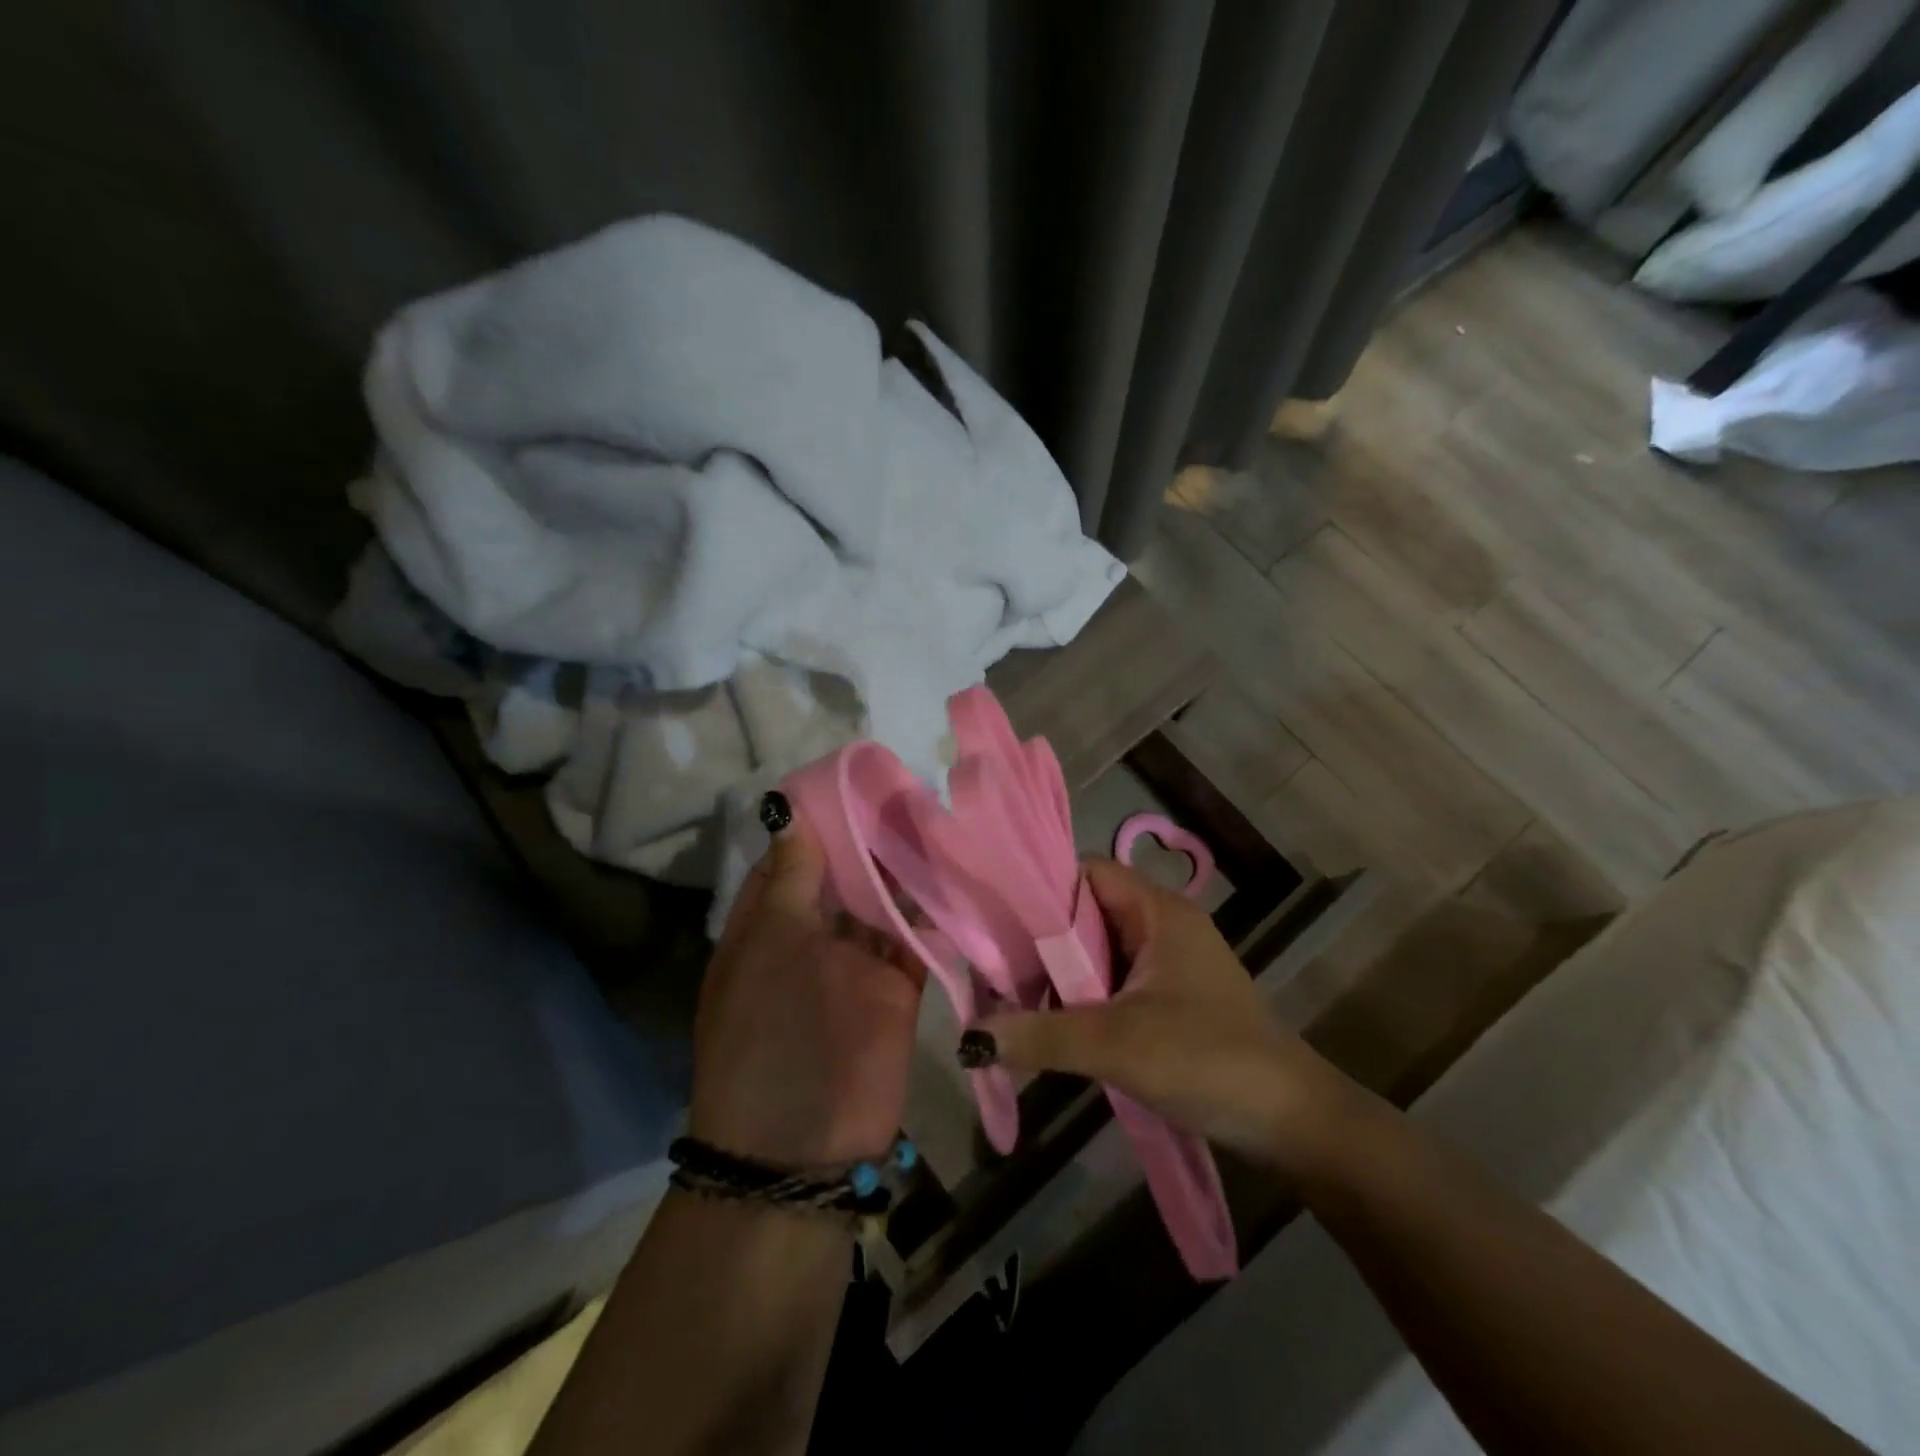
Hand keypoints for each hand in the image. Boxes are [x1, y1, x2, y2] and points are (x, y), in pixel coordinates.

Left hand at [688, 793, 925, 1168]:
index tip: (855, 776)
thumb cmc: (767, 1034)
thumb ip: (793, 879)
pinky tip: (955, 865)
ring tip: (938, 811)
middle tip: (910, 782)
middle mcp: (810, 935)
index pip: (793, 856)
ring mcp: (855, 961)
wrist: (800, 1146)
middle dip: (870, 837)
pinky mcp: (897, 986)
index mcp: (766, 923)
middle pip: (842, 875)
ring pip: (882, 901)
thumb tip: (788, 810)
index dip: (819, 818)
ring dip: (903, 866)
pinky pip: (915, 936)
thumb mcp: (770, 947)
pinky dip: (931, 906)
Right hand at [971, 859, 1373, 1177]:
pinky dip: (1081, 998)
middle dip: (1042, 941)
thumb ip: (1040, 1035)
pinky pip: (1111, 981)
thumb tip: (969, 1038)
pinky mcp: (1168, 997)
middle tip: (995, 970)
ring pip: (1096, 951)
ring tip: (1013, 1000)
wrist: (1291, 1122)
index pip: (1085, 872)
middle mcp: (1161, 924)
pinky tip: (1052, 1024)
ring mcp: (1167, 962)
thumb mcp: (1115, 1044)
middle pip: (1085, 912)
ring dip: (1060, 976)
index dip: (1040, 889)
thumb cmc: (1207, 1059)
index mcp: (1158, 910)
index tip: (996, 922)